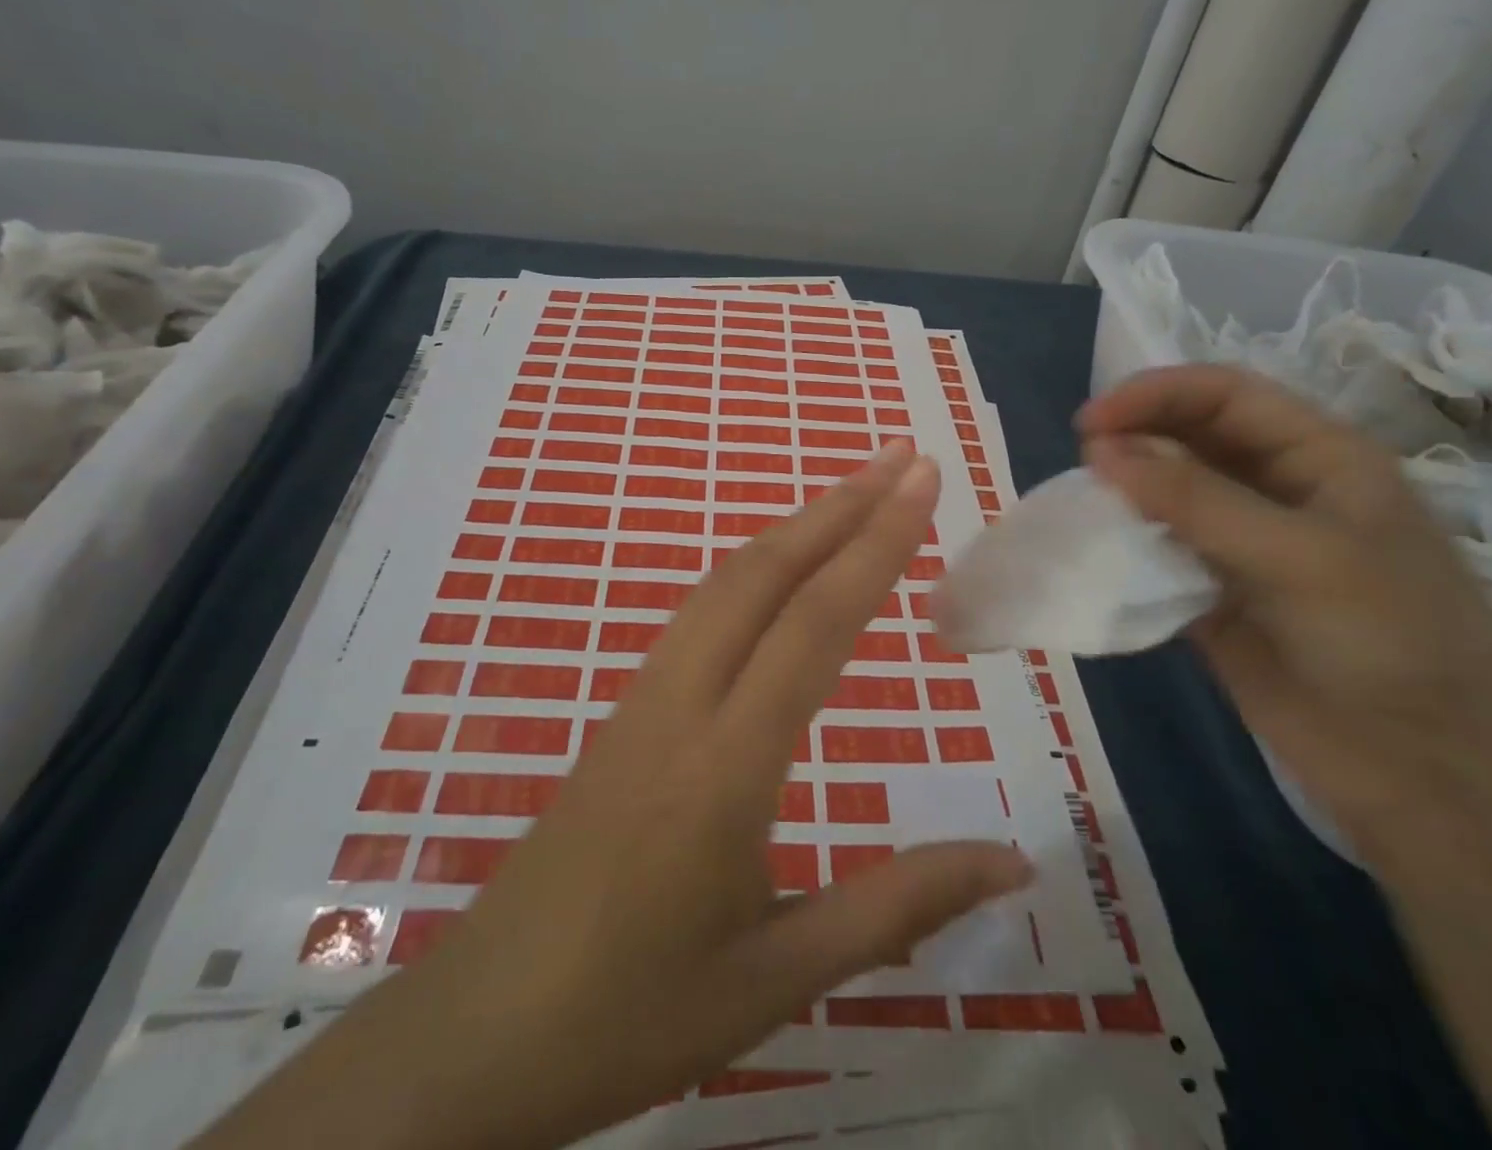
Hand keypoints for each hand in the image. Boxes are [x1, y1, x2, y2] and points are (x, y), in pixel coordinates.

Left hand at [198, 442, 1030, 1149]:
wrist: (478, 1031)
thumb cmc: (632, 1013)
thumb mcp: (779, 976)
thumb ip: (898, 908)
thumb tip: (1012, 863)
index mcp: (725, 765)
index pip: (814, 624)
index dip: (876, 544)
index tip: (922, 482)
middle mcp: (680, 703)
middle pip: (763, 573)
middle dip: (837, 505)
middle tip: (900, 459)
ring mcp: (642, 698)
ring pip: (724, 584)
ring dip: (793, 528)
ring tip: (853, 496)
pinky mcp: (624, 710)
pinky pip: (698, 615)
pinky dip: (754, 569)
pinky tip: (779, 574)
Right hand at [1076, 364, 1491, 854]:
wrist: (1430, 773)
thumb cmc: (1390, 639)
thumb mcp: (1300, 555)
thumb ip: (1196, 499)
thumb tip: (1100, 449)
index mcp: (1318, 457)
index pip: (1224, 396)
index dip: (1155, 395)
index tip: (1089, 424)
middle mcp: (1276, 490)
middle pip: (1189, 438)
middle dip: (1134, 439)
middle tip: (1082, 464)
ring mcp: (1241, 544)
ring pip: (1166, 496)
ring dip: (1123, 494)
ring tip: (1083, 508)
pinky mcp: (1212, 595)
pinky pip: (1157, 554)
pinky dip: (1124, 548)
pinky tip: (1097, 555)